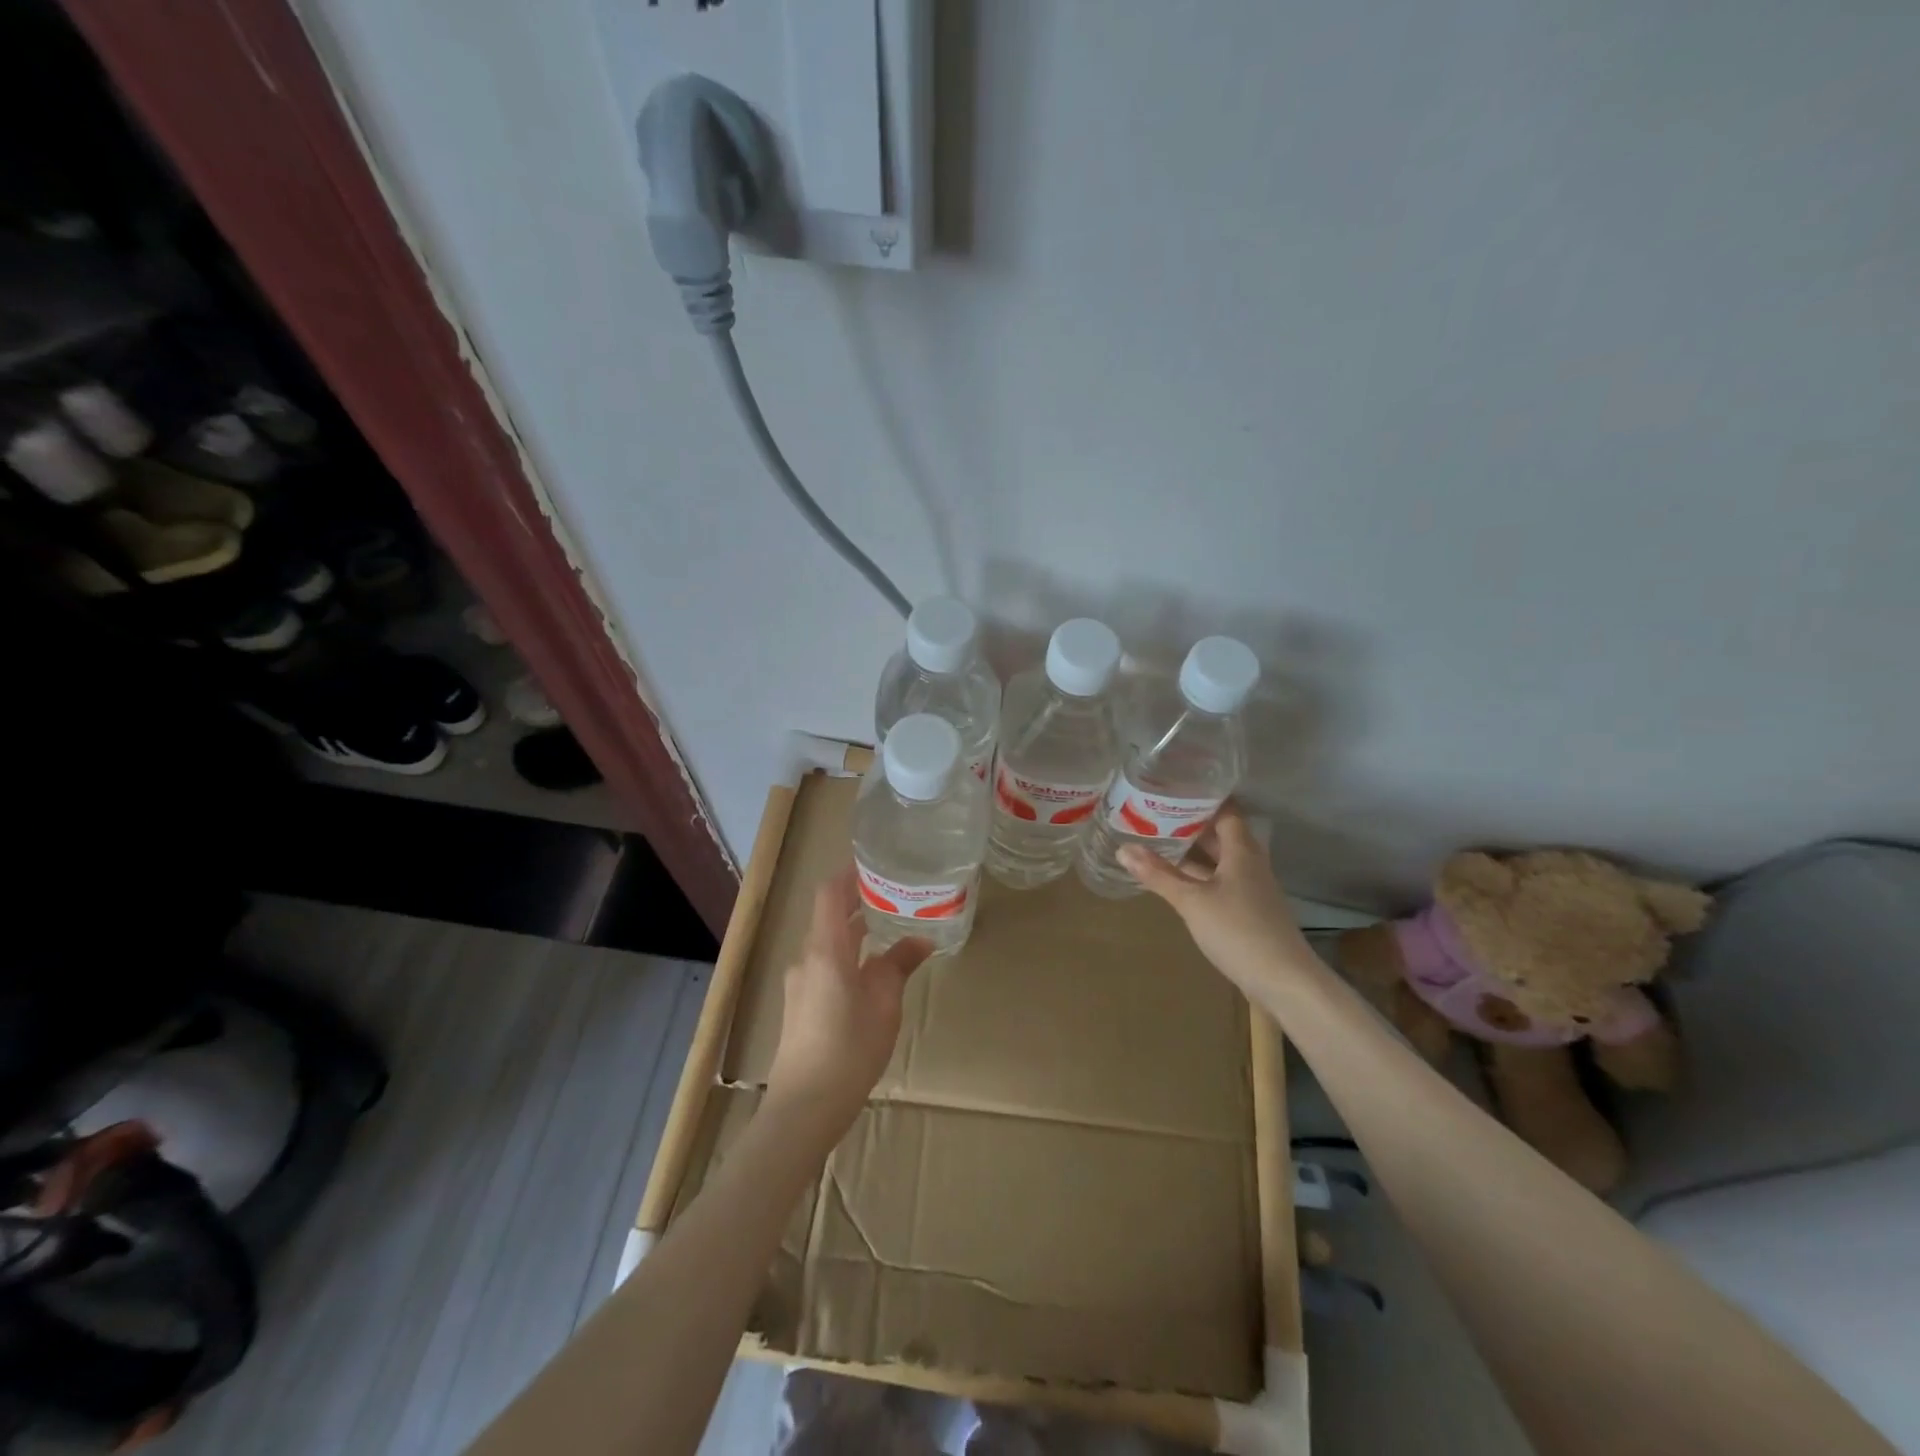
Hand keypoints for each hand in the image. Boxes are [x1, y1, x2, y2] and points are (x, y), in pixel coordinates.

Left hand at [764, 867, 932, 1137]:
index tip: (877, 863)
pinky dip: (849, 954)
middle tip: (894, 891)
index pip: (830, 893)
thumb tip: (921, 939)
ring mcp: (801, 982)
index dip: (850, 873)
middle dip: (858, 900)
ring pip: (829, 942)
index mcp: (825, 949)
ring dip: (855, 929)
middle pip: (829, 915)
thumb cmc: (849, 1049)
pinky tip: (873, 968)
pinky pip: (826, 964)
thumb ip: (899, 965)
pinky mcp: (802, 1004)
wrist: (804, 1107)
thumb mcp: (884, 1004)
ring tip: (890, 925)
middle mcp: (807, 958)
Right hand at [1120, 805, 1314, 1000]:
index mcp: (1242, 851)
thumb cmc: (1238, 931)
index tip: (1173, 789)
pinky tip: (1176, 881)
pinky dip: (1198, 876)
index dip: (1202, 799)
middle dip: (1190, 825)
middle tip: (1155, 814)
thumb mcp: (1192, 901)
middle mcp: (1250, 864)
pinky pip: (1220, 882)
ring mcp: (1251, 889)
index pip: (1225, 812)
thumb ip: (1158, 875)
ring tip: (1158, 842)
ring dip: (1193, 853)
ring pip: (1219, 861)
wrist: (1284, 981)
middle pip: (1221, 835)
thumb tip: (1123, 849)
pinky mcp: (1248, 911)